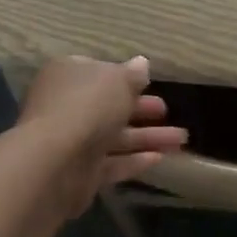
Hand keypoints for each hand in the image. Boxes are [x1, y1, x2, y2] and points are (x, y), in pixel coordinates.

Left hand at [19, 56, 186, 215]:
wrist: (54, 162)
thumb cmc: (87, 106)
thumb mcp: (118, 80)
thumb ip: (133, 74)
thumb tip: (142, 63)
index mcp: (68, 75)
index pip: (97, 71)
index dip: (122, 76)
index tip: (146, 82)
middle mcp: (67, 106)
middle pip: (108, 106)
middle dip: (140, 108)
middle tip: (165, 110)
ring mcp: (72, 141)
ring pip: (115, 136)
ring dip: (148, 137)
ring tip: (181, 139)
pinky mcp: (80, 172)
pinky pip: (112, 163)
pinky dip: (135, 160)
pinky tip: (161, 158)